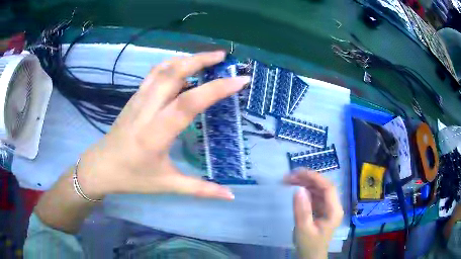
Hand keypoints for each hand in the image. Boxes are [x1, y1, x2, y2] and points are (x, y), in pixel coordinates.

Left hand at [77, 51, 249, 199]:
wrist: (100, 166)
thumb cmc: (132, 177)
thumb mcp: (167, 185)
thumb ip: (200, 189)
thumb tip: (230, 196)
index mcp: (156, 134)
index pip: (189, 103)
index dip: (217, 89)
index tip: (240, 80)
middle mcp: (146, 110)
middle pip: (173, 73)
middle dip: (200, 60)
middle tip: (223, 57)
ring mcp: (138, 100)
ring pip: (162, 69)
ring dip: (186, 59)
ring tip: (207, 58)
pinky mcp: (134, 97)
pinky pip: (154, 74)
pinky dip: (172, 64)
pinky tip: (183, 67)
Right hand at [284, 169, 343, 258]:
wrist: (311, 256)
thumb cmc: (309, 245)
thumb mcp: (304, 229)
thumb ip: (302, 210)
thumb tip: (298, 189)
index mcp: (334, 211)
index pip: (328, 188)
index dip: (315, 178)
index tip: (298, 173)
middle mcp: (334, 206)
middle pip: (323, 186)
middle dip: (308, 179)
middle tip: (289, 176)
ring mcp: (328, 207)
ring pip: (319, 190)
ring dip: (305, 183)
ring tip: (289, 180)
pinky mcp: (321, 210)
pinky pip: (315, 196)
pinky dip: (305, 191)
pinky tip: (295, 189)